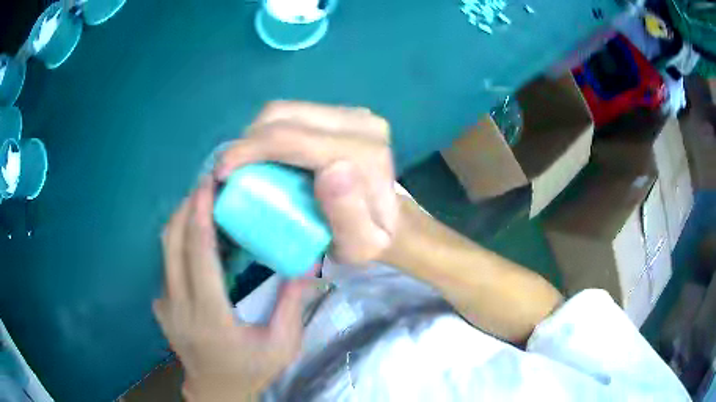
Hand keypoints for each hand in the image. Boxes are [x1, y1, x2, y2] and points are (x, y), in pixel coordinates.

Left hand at [154, 178, 307, 400]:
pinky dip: (179, 240)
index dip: (200, 215)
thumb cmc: (250, 370)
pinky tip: (197, 236)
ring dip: (182, 220)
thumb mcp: (282, 345)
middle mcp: (179, 306)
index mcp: (210, 317)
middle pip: (173, 243)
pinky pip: (166, 263)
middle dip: (188, 207)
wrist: (216, 391)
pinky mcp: (161, 305)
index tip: (209, 184)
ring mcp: (165, 305)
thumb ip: (292, 305)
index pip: (198, 256)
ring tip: (203, 201)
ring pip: (165, 249)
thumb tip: (307, 264)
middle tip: (208, 183)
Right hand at [217, 101, 398, 263]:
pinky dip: (272, 132)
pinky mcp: (345, 113)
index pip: (291, 137)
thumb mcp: (359, 246)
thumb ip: (347, 215)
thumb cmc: (371, 240)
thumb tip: (330, 169)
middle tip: (230, 171)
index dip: (247, 151)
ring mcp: (354, 113)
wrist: (392, 221)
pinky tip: (266, 155)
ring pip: (285, 110)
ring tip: (245, 165)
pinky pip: (295, 113)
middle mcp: (361, 122)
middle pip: (283, 115)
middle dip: (247, 141)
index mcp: (364, 151)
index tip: (221, 174)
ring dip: (257, 136)